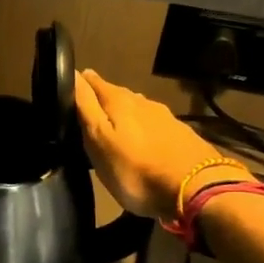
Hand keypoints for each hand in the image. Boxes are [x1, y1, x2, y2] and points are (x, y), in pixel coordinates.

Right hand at [74, 69, 249, 220]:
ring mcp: (165, 117)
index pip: (92, 82)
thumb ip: (86, 107)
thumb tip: (75, 73)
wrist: (197, 189)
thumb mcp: (100, 140)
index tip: (65, 88)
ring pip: (135, 108)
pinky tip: (140, 141)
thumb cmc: (136, 169)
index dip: (78, 83)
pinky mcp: (180, 134)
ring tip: (111, 128)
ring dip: (122, 114)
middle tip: (86, 113)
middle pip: (115, 94)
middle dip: (100, 100)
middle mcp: (142, 101)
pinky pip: (152, 124)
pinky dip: (141, 128)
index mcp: (119, 100)